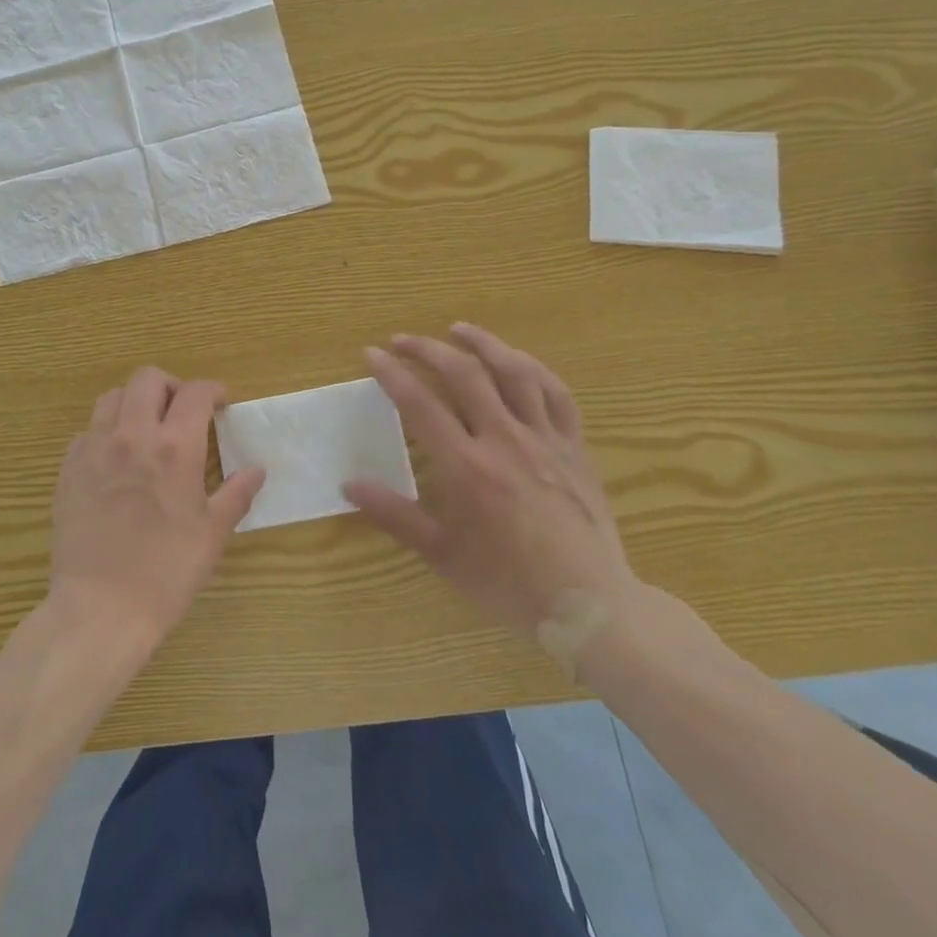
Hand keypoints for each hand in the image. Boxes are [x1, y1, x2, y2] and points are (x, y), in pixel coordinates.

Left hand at [47, 367, 265, 648]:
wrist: (100, 608)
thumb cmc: (166, 572)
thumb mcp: (211, 535)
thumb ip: (236, 495)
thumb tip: (257, 470)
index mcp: (175, 448)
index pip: (195, 393)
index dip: (212, 391)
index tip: (220, 403)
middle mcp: (132, 435)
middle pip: (147, 379)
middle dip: (171, 386)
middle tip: (182, 411)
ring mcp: (94, 448)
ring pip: (112, 397)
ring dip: (134, 402)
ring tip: (146, 428)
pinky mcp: (68, 468)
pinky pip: (87, 430)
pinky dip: (106, 431)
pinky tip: (115, 459)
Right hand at [345, 324, 643, 676]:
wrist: (588, 606)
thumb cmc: (507, 583)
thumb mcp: (442, 554)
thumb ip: (394, 514)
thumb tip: (349, 484)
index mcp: (467, 467)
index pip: (420, 404)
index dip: (392, 373)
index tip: (372, 354)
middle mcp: (505, 440)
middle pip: (464, 374)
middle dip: (428, 349)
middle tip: (403, 339)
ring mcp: (545, 439)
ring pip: (514, 372)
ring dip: (483, 344)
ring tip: (458, 330)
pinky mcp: (575, 446)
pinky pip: (556, 393)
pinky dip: (533, 368)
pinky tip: (517, 361)